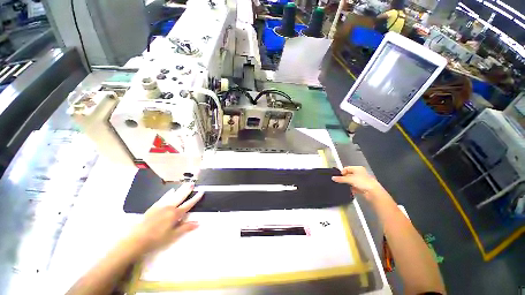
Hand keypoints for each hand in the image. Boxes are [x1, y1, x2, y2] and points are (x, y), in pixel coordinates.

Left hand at [125, 183, 203, 255]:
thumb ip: (186, 227)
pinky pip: (163, 198)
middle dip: (187, 190)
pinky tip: (171, 191)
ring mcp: (161, 206)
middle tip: (193, 183)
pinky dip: (168, 193)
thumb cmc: (157, 239)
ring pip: (173, 195)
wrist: (136, 239)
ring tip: (185, 184)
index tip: (201, 191)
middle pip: (181, 197)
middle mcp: (170, 207)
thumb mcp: (173, 235)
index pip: (189, 204)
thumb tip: (198, 222)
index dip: (196, 198)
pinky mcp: (154, 207)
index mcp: (175, 214)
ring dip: (180, 189)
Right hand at [332, 166, 386, 201]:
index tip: (338, 177)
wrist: (373, 192)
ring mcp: (361, 180)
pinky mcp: (362, 187)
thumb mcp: (349, 179)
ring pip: (351, 181)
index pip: (346, 168)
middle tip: (339, 182)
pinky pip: (354, 187)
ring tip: (343, 186)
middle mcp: (360, 173)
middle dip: (344, 178)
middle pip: (348, 175)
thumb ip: (340, 179)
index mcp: (358, 168)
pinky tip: (348, 190)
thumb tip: (333, 178)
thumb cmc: (362, 182)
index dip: (342, 172)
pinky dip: (351, 188)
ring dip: (347, 184)